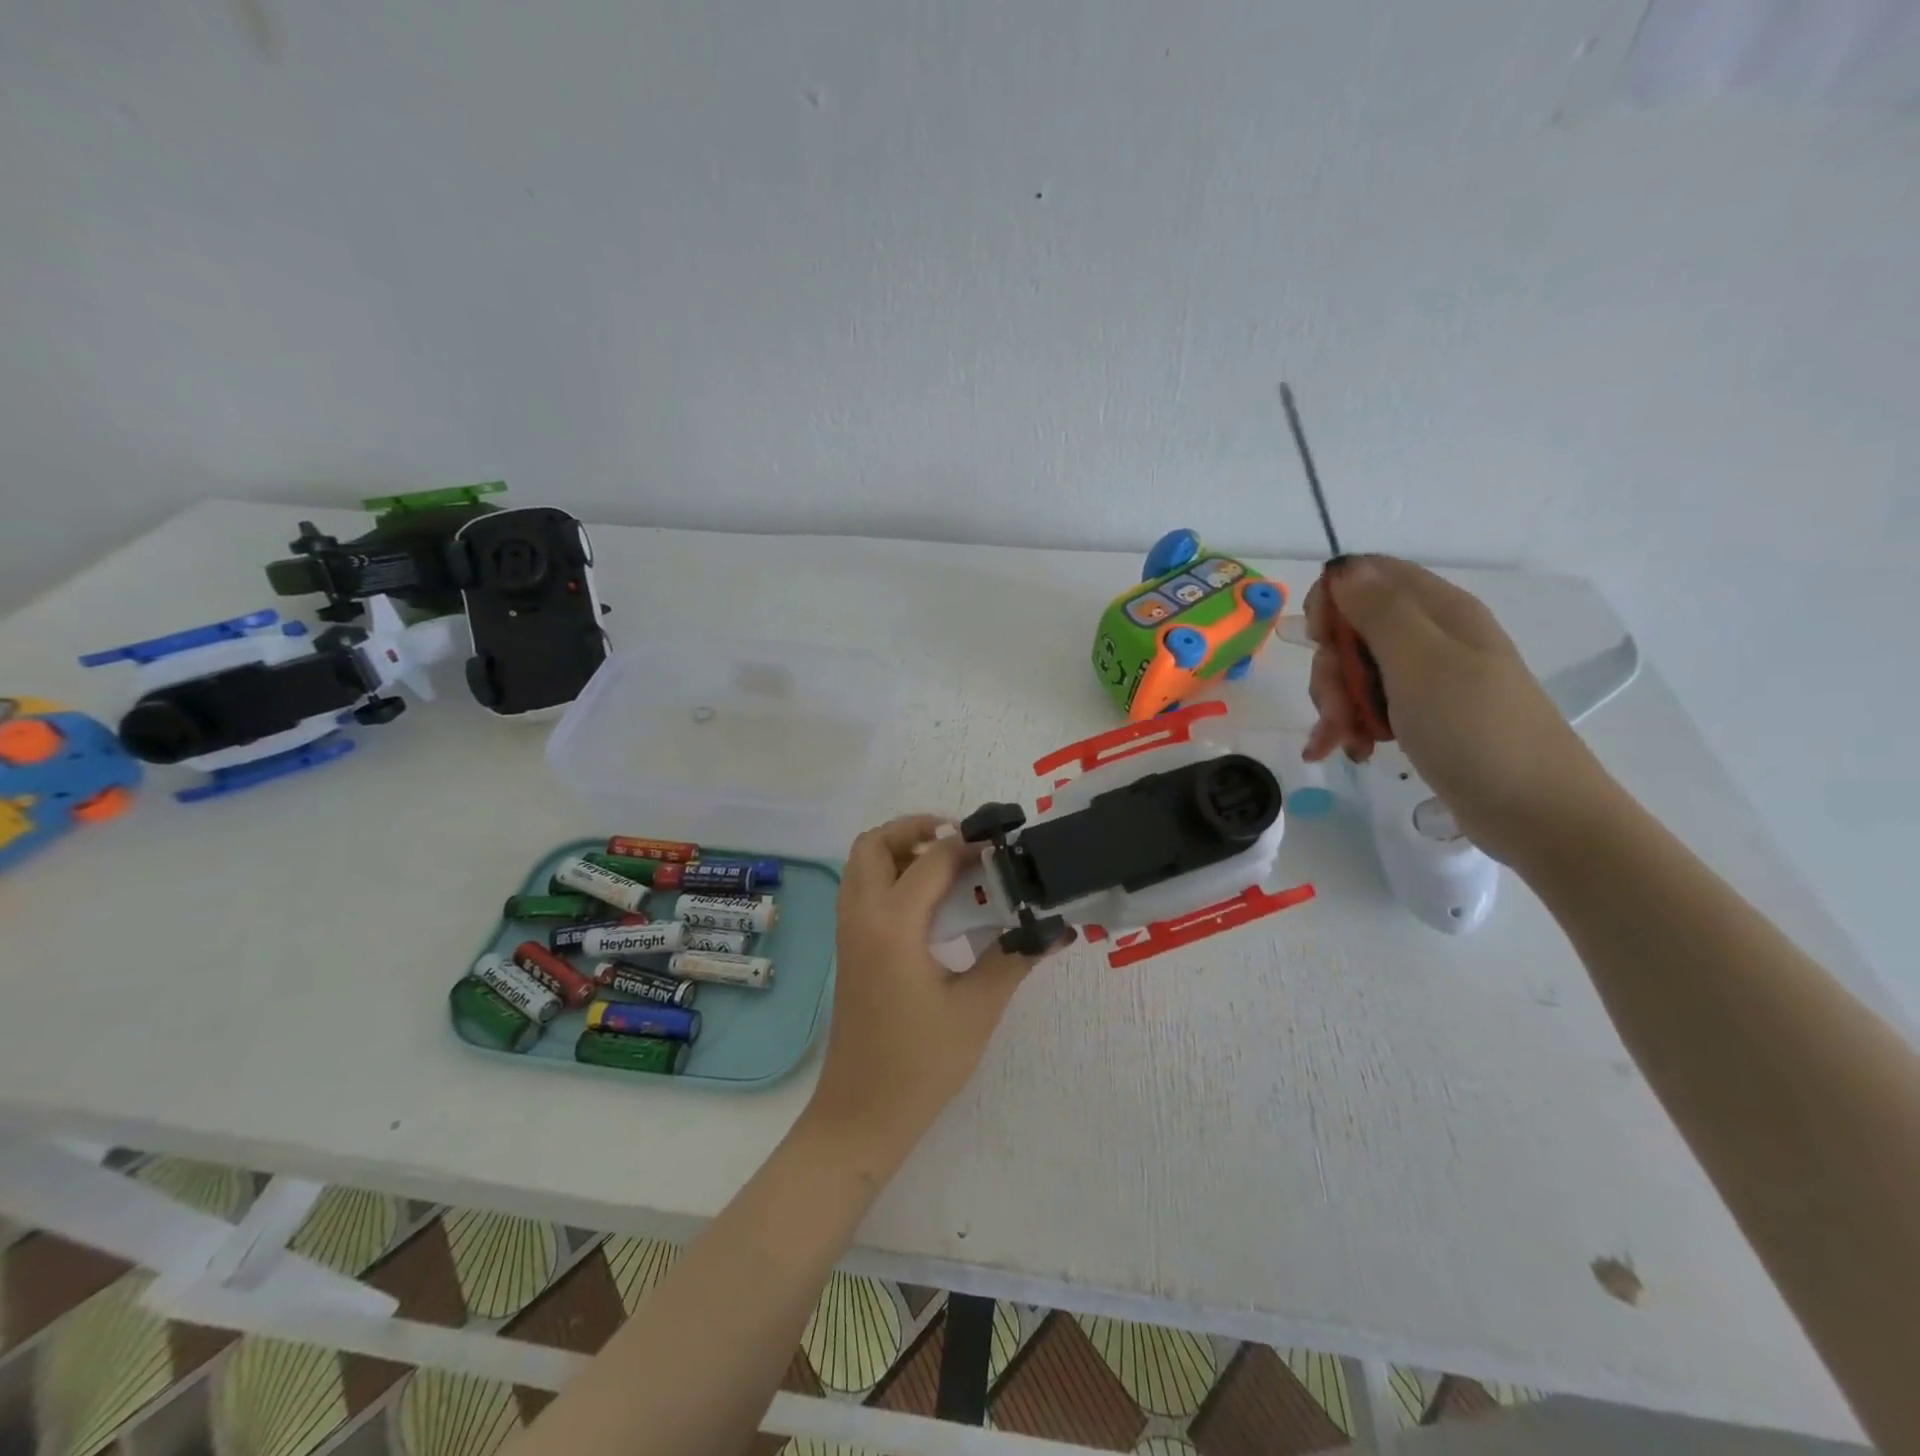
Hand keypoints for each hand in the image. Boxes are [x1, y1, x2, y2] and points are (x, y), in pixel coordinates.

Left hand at [806, 815, 1070, 1158]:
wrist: (862, 1115)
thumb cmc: (921, 1063)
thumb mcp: (977, 1008)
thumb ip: (1014, 958)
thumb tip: (1054, 928)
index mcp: (893, 924)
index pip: (932, 859)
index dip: (970, 846)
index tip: (1005, 851)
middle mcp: (862, 915)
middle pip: (875, 843)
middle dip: (916, 829)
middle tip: (962, 843)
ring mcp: (848, 931)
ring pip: (862, 864)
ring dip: (899, 850)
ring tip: (949, 867)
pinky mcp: (849, 948)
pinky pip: (861, 888)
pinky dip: (889, 875)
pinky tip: (930, 904)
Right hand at [1301, 556, 1617, 864]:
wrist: (1534, 811)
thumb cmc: (1477, 730)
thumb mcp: (1421, 663)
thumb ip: (1378, 611)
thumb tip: (1343, 567)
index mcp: (1437, 611)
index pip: (1367, 575)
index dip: (1332, 599)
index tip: (1319, 639)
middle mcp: (1430, 637)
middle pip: (1352, 630)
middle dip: (1331, 668)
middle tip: (1341, 707)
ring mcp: (1425, 678)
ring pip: (1353, 672)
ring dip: (1338, 704)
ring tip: (1347, 740)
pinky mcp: (1420, 716)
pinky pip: (1367, 706)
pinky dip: (1350, 726)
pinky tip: (1347, 750)